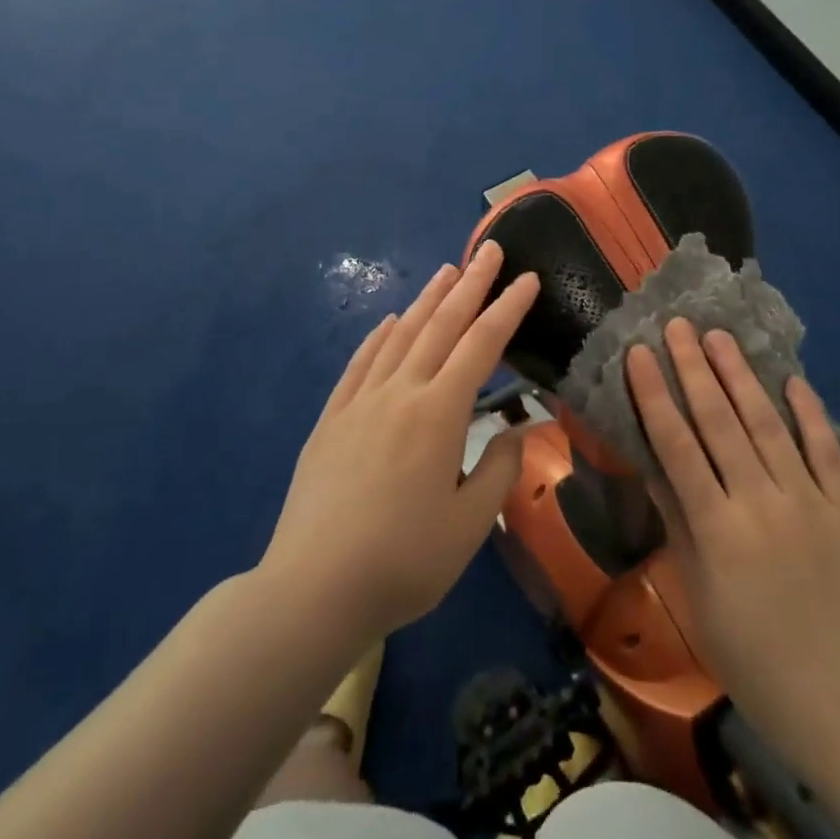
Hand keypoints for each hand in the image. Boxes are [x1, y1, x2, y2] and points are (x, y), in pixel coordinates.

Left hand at [262, 241, 538, 645]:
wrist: (312, 589)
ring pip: (400, 335)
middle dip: (470, 284)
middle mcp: (400, 392)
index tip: (527, 278)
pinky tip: (388, 321)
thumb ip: (499, 470)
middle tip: (488, 249)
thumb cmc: (403, 562)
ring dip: (427, 300)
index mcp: (439, 414)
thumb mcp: (469, 526)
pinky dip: (378, 336)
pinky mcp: (331, 418)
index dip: (508, 308)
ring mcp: (360, 402)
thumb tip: (518, 430)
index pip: (482, 345)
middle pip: (441, 325)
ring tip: (447, 271)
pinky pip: (360, 363)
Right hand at [626, 319, 839, 779]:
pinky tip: (792, 380)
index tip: (638, 353)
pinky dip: (809, 412)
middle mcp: (762, 502)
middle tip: (677, 324)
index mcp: (718, 530)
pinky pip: (828, 450)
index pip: (676, 445)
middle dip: (693, 368)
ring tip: (719, 337)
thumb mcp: (700, 602)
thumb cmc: (759, 665)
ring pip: (769, 424)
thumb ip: (679, 527)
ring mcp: (813, 502)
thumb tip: (655, 467)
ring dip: (741, 376)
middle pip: (720, 421)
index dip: (654, 394)